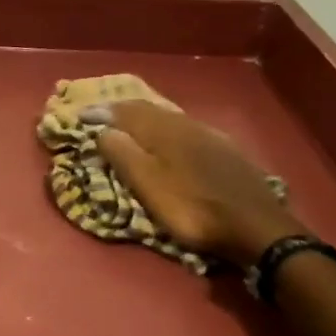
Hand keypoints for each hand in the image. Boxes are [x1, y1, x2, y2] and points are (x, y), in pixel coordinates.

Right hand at [88, 100, 303, 268]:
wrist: (256, 226)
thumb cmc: (192, 208)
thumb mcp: (148, 185)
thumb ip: (123, 155)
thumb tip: (102, 130)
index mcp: (162, 131)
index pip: (124, 112)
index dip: (100, 113)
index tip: (79, 115)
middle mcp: (185, 125)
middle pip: (148, 109)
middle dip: (121, 110)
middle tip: (101, 114)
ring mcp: (209, 136)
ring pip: (168, 117)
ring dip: (144, 117)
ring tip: (128, 123)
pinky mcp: (225, 151)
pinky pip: (185, 128)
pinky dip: (165, 128)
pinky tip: (169, 137)